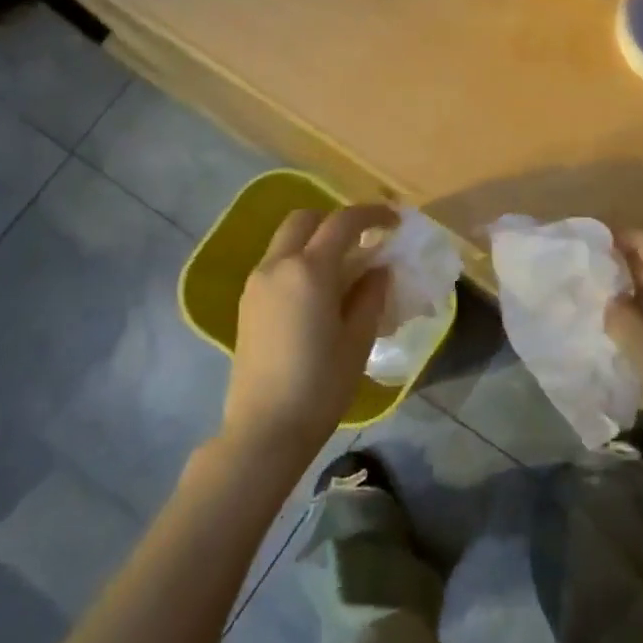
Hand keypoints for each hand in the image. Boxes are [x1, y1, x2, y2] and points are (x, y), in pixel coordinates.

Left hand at [223, 204, 393, 466]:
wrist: (265, 428)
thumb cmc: (321, 385)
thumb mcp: (358, 339)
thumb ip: (370, 295)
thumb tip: (378, 269)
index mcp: (309, 271)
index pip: (343, 222)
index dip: (372, 215)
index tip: (395, 222)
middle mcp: (277, 266)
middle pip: (305, 219)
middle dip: (336, 221)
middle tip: (364, 242)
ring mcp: (256, 284)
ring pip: (286, 241)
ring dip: (316, 241)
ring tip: (344, 270)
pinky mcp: (247, 304)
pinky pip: (276, 265)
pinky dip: (300, 261)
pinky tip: (319, 293)